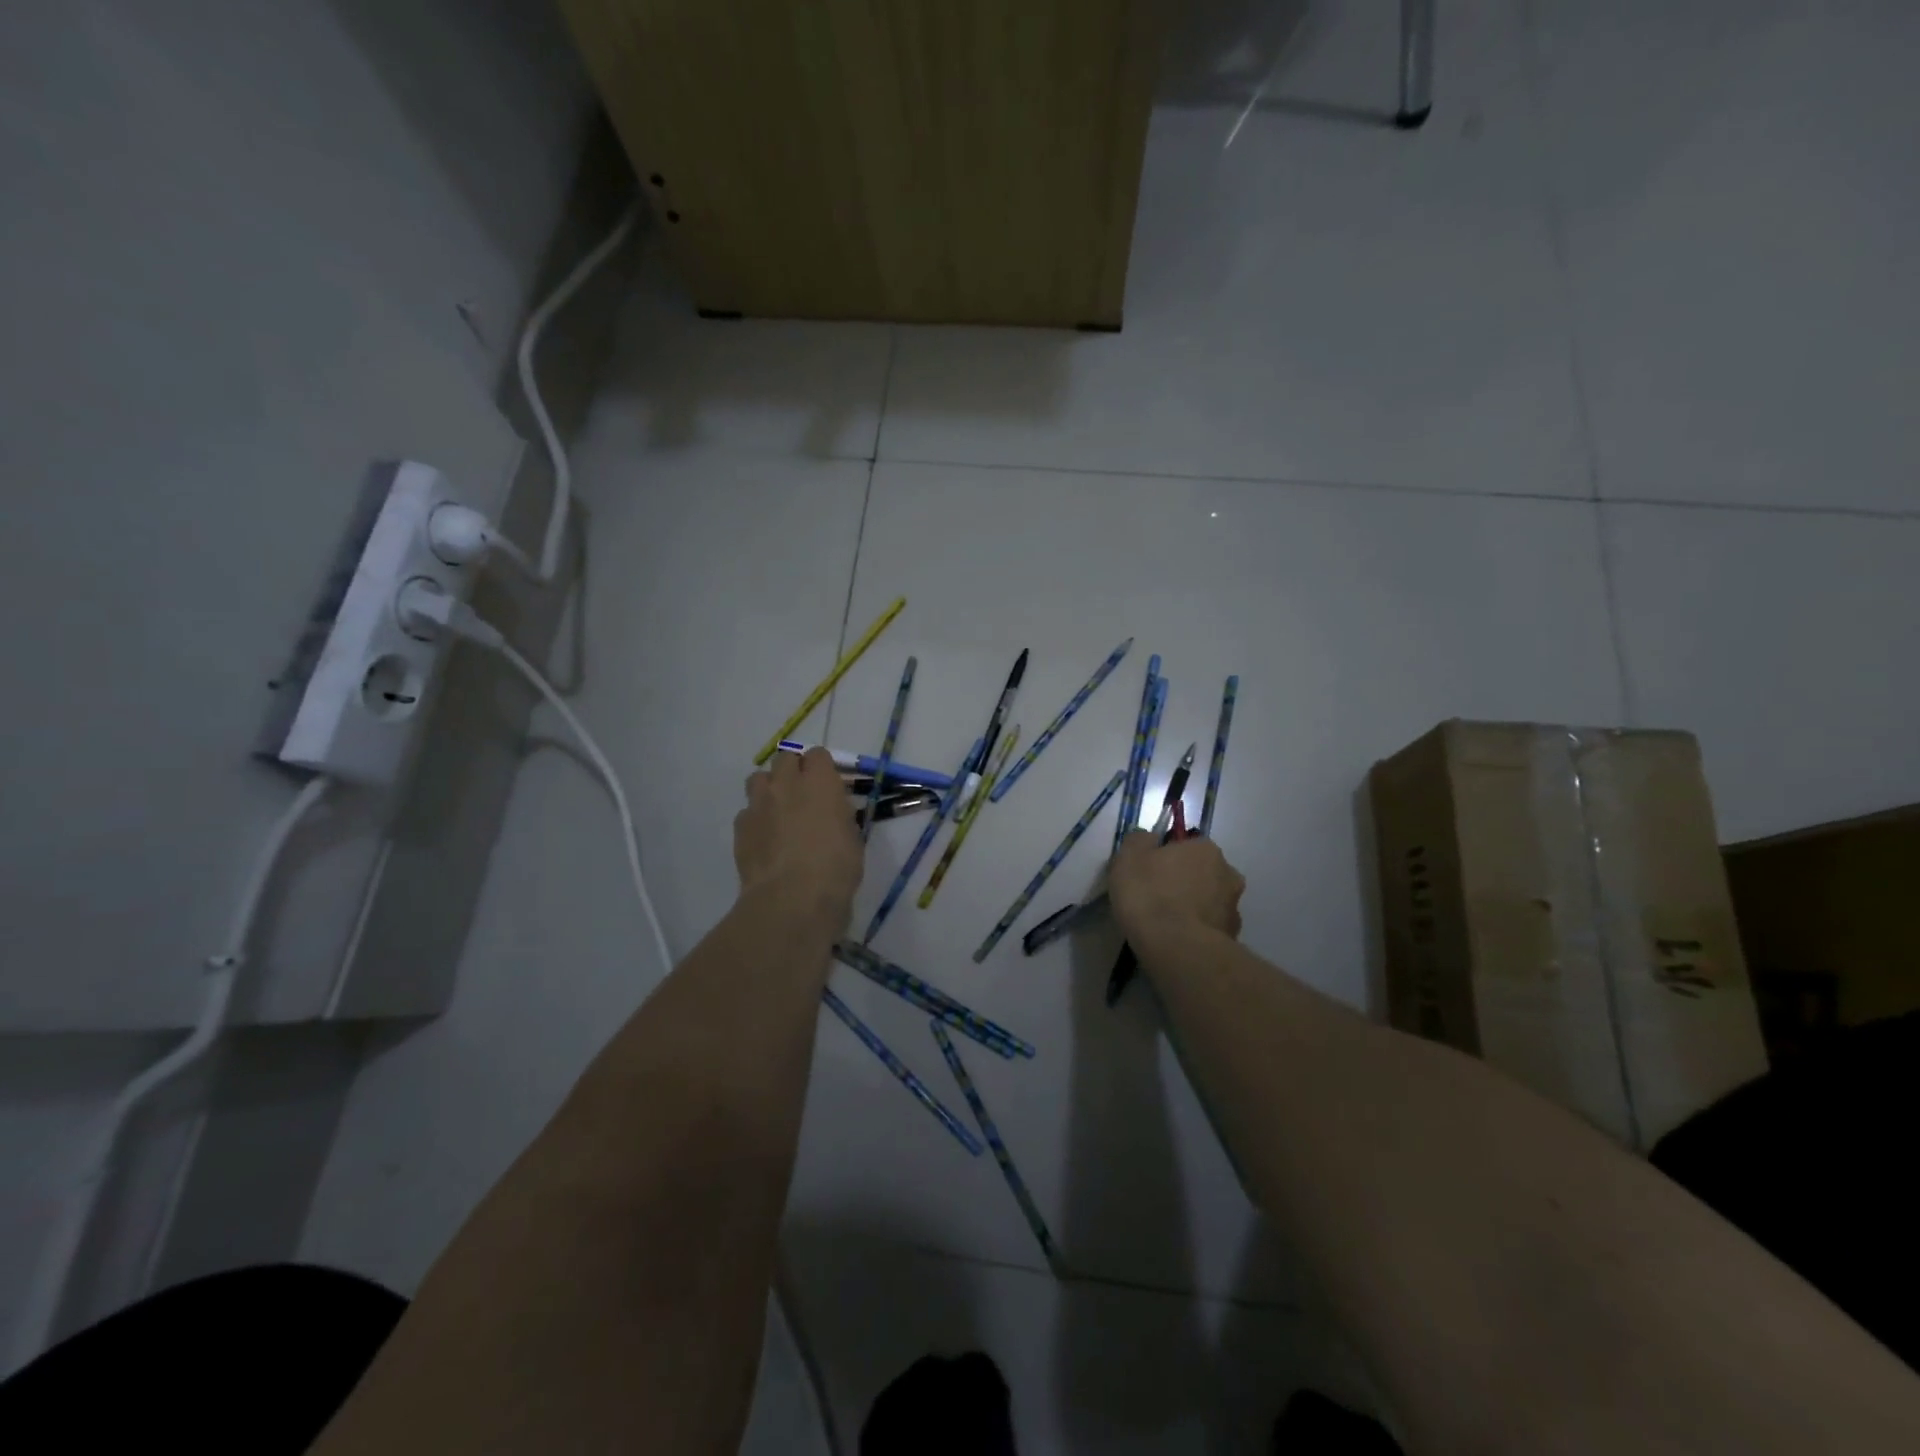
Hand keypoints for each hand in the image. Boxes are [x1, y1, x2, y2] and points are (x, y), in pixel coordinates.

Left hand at [735, 747, 862, 914]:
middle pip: (785, 759)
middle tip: (803, 796)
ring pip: (758, 778)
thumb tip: (833, 812)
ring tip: (778, 812)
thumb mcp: (853, 838)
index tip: (828, 785)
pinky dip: (755, 820)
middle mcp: (787, 784)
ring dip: (769, 788)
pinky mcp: (740, 827)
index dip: (822, 768)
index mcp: (820, 782)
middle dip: (793, 771)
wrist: (793, 898)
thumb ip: (840, 816)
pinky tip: (764, 840)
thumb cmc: (836, 868)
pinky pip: (746, 812)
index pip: (818, 755)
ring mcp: (759, 803)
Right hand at [1108, 831, 1244, 944]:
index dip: (1166, 857)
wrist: (1176, 948)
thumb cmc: (1150, 894)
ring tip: (1167, 924)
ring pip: (1209, 901)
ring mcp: (1234, 908)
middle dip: (1185, 881)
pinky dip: (1197, 930)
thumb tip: (1149, 840)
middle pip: (1201, 872)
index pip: (1185, 845)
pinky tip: (1178, 940)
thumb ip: (1139, 841)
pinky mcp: (1232, 938)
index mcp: (1206, 849)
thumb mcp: (1128, 857)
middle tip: (1158, 897)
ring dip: (1193, 907)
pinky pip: (1210, 927)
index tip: (1149, 873)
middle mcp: (1228, 873)